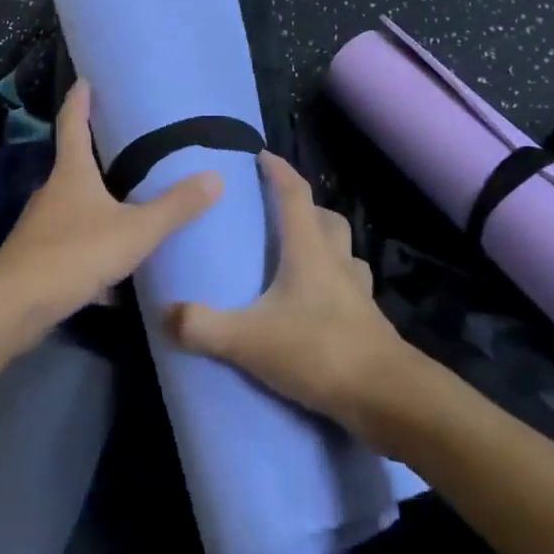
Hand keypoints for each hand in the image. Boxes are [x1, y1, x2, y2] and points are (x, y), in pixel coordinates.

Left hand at [0, 81, 222, 340]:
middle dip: (95, 152)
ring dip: (97, 203)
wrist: (14, 307)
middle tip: (125, 142)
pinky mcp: (40, 259)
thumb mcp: (135, 231)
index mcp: (72, 172)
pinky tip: (116, 273)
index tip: (85, 79)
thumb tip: (216, 177)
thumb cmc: (75, 253)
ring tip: (128, 203)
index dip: (79, 99)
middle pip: (74, 164)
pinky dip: (94, 249)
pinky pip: (74, 245)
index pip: (72, 123)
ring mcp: (42, 226)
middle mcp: (53, 192)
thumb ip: (174, 208)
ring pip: (74, 207)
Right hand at [166, 151, 410, 436]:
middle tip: (279, 214)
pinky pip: (351, 288)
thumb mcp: (250, 340)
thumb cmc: (320, 351)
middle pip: (326, 219)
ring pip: (344, 252)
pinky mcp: (370, 322)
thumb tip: (165, 312)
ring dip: (325, 246)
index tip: (262, 155)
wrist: (388, 397)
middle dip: (305, 208)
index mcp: (309, 250)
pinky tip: (318, 306)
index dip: (278, 171)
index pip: (294, 195)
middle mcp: (337, 261)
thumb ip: (204, 327)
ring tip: (299, 259)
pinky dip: (335, 285)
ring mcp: (358, 292)